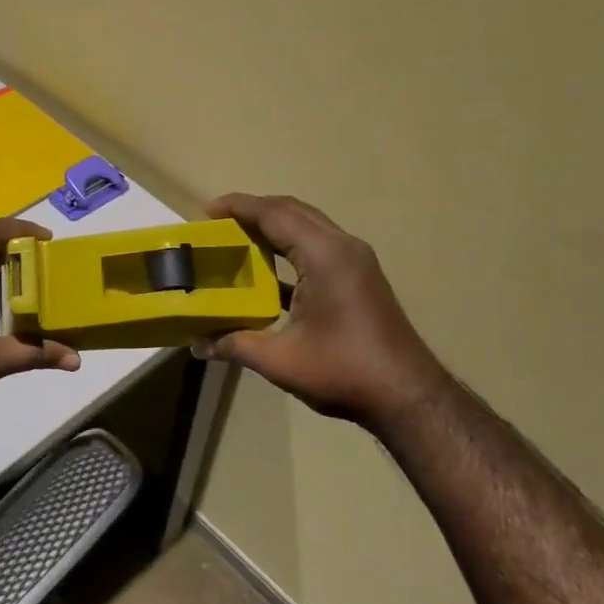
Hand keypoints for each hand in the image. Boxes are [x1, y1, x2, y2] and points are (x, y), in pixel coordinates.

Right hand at [192, 194, 447, 427]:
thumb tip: (196, 345)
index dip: (239, 207)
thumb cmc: (343, 371)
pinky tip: (266, 274)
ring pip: (307, 228)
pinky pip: (317, 248)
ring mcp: (355, 262)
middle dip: (254, 211)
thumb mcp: (280, 360)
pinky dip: (289, 250)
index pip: (275, 214)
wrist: (407, 396)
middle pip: (293, 212)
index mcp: (324, 255)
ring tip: (237, 240)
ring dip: (273, 228)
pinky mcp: (358, 279)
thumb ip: (235, 344)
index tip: (206, 211)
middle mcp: (342, 248)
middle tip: (218, 224)